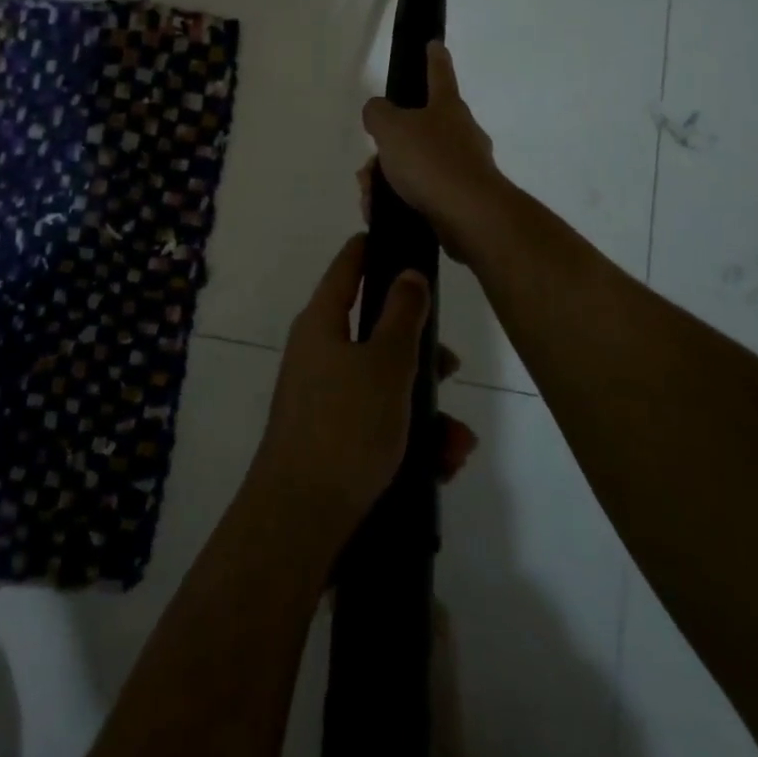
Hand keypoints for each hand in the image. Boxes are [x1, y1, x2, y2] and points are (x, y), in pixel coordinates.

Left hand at [252, 235, 475, 539]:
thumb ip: (403, 315)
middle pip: (375, 332)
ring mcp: (321, 399)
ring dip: (425, 409)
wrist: (300, 520)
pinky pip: (378, 424)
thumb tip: (408, 272)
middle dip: (420, 352)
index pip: (347, 267)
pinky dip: (409, 439)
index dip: (371, 248)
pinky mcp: (331, 440)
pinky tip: (441, 466)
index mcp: (322, 323)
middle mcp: (317, 354)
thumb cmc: (346, 426)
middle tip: (453, 366)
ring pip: (384, 385)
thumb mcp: (386, 364)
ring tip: (457, 444)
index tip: (398, 236)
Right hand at [360, 42, 503, 259]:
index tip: (434, 44)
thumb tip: (377, 111)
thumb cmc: (431, 161)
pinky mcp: (459, 200)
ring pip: (414, 166)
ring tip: (371, 197)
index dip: (433, 58)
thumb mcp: (391, 128)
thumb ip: (378, 113)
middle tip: (369, 166)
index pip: (439, 74)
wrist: (469, 217)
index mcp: (447, 108)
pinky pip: (421, 194)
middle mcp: (460, 133)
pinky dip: (398, 201)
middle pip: (416, 130)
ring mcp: (463, 168)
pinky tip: (382, 213)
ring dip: (386, 179)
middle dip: (387, 148)